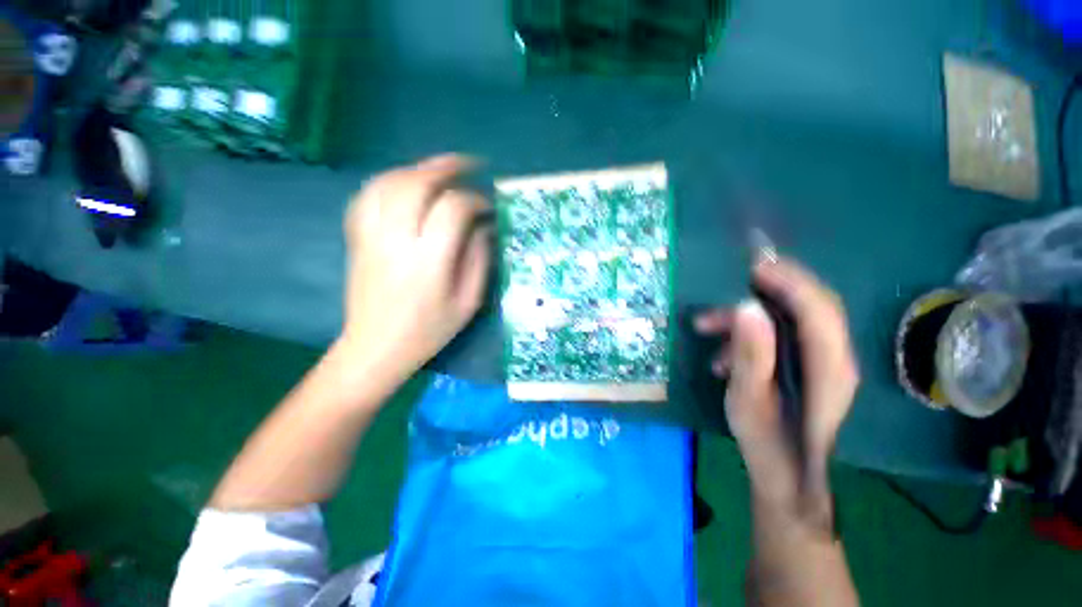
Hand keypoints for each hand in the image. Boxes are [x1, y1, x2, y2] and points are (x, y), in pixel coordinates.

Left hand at [340, 154, 491, 380]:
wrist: (375, 346)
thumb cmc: (429, 330)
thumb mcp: (468, 301)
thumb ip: (479, 260)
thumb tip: (485, 226)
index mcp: (429, 262)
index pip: (452, 210)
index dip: (475, 200)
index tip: (489, 207)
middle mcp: (396, 240)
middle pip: (416, 184)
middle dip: (446, 168)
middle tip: (469, 165)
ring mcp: (370, 235)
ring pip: (389, 182)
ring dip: (418, 169)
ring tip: (441, 169)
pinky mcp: (357, 237)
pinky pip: (368, 195)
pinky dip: (390, 180)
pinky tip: (407, 183)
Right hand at [694, 257, 858, 512]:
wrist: (787, 477)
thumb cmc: (767, 442)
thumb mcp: (749, 399)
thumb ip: (751, 354)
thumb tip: (746, 307)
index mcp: (828, 368)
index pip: (818, 310)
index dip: (789, 281)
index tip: (754, 266)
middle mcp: (835, 359)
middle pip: (812, 306)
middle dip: (773, 286)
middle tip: (736, 276)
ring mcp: (824, 363)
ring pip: (792, 320)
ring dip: (748, 316)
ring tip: (705, 325)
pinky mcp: (809, 367)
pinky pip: (783, 336)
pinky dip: (750, 335)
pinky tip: (720, 354)